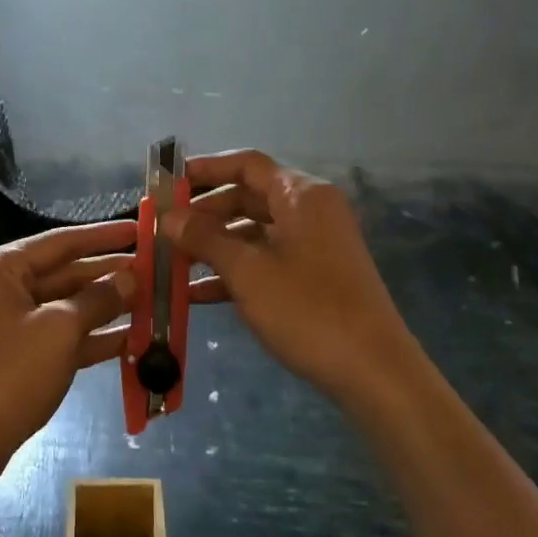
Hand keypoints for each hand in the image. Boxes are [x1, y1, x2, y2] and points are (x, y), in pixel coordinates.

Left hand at [0, 220, 137, 488]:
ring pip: (65, 306)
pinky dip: (91, 337)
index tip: (141, 230)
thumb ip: (98, 298)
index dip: (104, 236)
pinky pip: (59, 335)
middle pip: (64, 272)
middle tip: (154, 270)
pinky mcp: (15, 355)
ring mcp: (6, 323)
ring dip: (106, 307)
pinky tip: (132, 338)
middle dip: (108, 274)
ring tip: (152, 302)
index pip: (60, 241)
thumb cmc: (7, 374)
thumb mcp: (59, 330)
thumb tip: (131, 276)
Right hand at [163, 149, 420, 415]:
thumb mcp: (248, 272)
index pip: (247, 165)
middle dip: (204, 212)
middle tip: (164, 228)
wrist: (373, 371)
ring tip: (172, 261)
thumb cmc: (308, 310)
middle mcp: (310, 211)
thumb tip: (167, 216)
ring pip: (254, 232)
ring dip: (214, 245)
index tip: (169, 183)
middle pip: (248, 197)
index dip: (206, 169)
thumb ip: (205, 238)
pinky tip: (196, 294)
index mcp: (301, 195)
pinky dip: (235, 270)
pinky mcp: (314, 276)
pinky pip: (266, 260)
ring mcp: (314, 245)